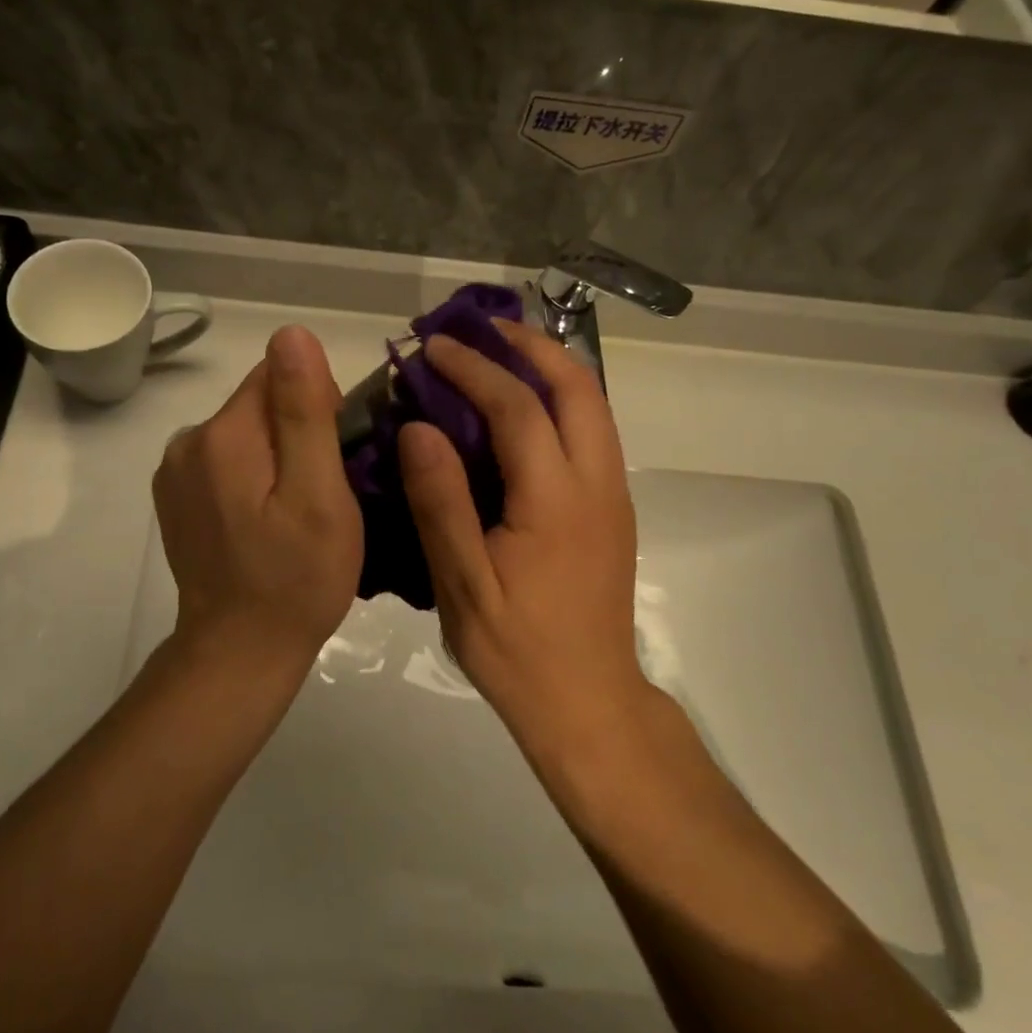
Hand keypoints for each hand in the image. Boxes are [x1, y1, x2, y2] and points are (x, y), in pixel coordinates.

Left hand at [154, 326, 362, 668]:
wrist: (238, 653)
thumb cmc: (295, 578)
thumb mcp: (318, 494)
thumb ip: (304, 411)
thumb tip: (292, 334)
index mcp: (223, 434)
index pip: (278, 373)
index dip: (318, 404)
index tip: (336, 455)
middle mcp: (188, 441)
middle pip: (259, 402)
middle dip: (298, 430)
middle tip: (323, 492)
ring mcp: (176, 473)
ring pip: (245, 433)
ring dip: (276, 455)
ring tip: (296, 512)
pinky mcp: (177, 499)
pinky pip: (226, 462)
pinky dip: (253, 477)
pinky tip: (265, 522)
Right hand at [396, 321, 646, 736]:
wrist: (589, 704)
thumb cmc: (517, 650)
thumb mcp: (462, 584)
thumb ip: (441, 501)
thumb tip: (418, 427)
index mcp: (556, 501)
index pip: (518, 408)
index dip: (475, 369)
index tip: (434, 345)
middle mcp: (597, 484)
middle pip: (578, 387)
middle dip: (531, 345)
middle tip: (481, 328)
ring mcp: (613, 495)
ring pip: (594, 405)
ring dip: (551, 367)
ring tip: (500, 352)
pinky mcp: (612, 509)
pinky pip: (592, 430)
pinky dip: (560, 398)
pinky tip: (522, 407)